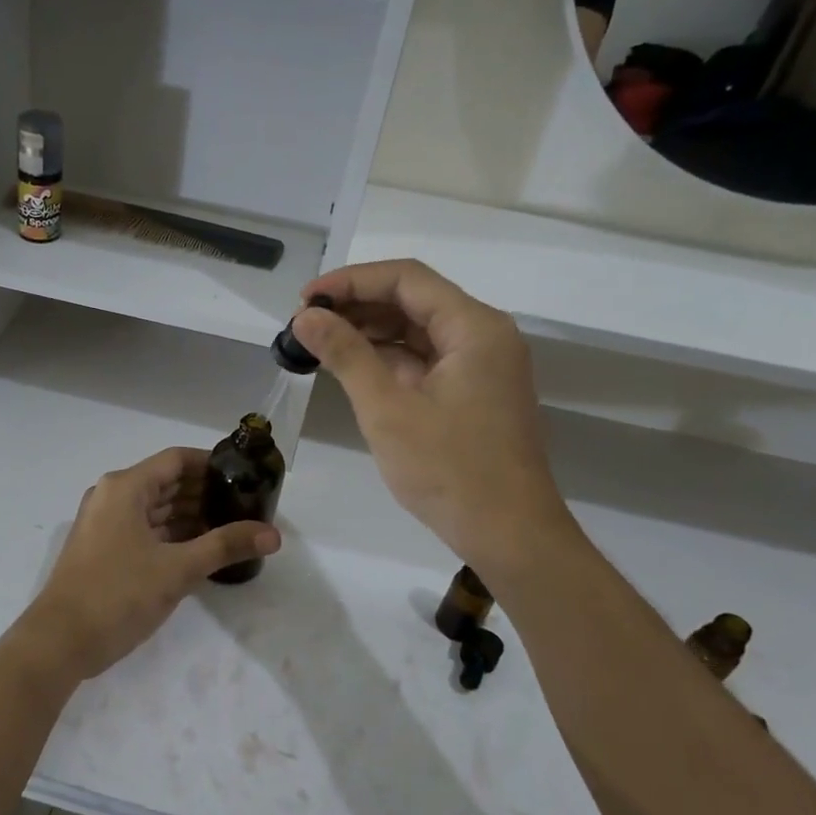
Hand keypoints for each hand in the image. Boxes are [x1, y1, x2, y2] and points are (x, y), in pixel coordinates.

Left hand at [23, 448, 280, 680]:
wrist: (59, 642)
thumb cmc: (118, 594)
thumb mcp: (178, 569)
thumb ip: (225, 545)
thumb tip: (273, 534)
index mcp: (125, 487)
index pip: (177, 459)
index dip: (212, 464)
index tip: (245, 476)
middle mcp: (112, 495)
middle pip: (166, 482)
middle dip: (205, 493)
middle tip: (246, 506)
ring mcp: (104, 522)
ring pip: (156, 508)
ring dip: (190, 516)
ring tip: (231, 528)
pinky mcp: (103, 547)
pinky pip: (144, 528)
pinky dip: (171, 534)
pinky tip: (201, 549)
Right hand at [290, 260, 573, 569]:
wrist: (510, 536)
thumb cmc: (450, 470)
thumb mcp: (387, 409)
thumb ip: (346, 354)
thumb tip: (305, 317)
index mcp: (474, 328)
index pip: (406, 279)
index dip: (350, 281)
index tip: (306, 300)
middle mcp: (483, 336)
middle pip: (413, 300)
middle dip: (356, 305)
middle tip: (305, 324)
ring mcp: (480, 366)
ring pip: (417, 330)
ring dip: (369, 332)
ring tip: (318, 343)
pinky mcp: (472, 392)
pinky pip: (424, 359)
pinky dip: (387, 359)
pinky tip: (349, 367)